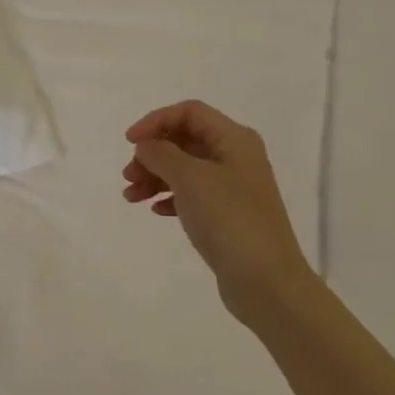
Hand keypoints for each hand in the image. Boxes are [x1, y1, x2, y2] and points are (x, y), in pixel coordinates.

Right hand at [123, 100, 313, 325]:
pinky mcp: (228, 215)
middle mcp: (236, 157)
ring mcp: (233, 187)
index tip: (129, 142)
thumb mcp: (190, 178)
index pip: (189, 112)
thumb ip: (162, 154)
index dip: (156, 121)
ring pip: (186, 169)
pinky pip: (192, 195)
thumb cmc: (229, 219)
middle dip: (153, 153)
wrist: (266, 281)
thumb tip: (146, 145)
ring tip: (131, 197)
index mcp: (234, 139)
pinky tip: (155, 211)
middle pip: (185, 140)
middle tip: (128, 176)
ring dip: (155, 177)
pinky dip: (170, 197)